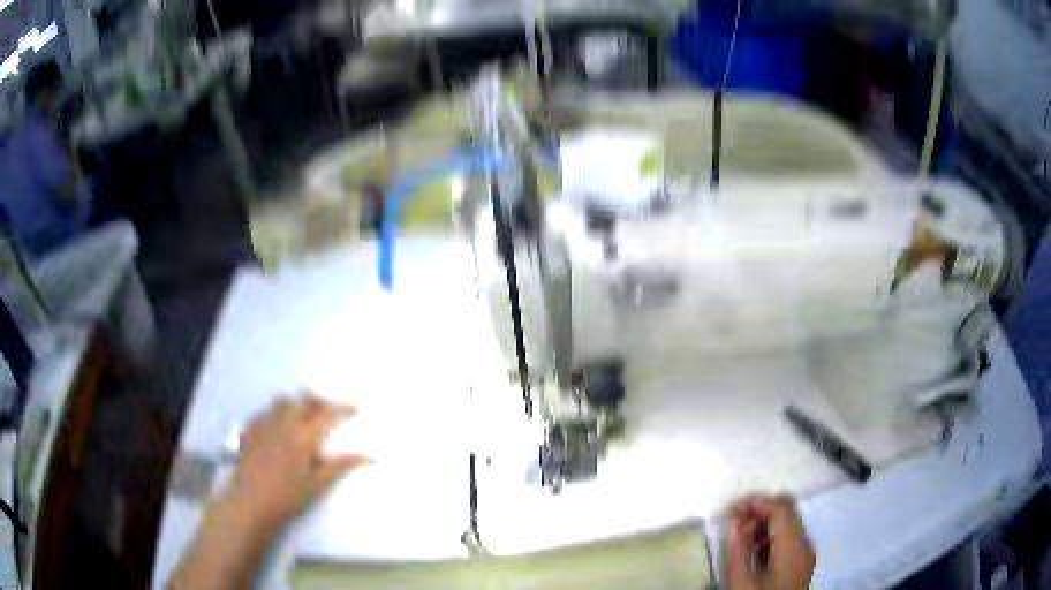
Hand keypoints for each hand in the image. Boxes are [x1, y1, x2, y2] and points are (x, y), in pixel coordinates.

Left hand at [228, 394, 369, 534]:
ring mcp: (264, 425)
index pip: (326, 414)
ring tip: (302, 417)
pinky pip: (264, 412)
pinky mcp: (250, 430)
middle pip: (303, 401)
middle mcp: (283, 424)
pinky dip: (275, 414)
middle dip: (318, 402)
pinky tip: (277, 427)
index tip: (355, 408)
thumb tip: (368, 456)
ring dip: (295, 405)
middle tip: (328, 412)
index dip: (342, 409)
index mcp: (303, 437)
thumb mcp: (318, 484)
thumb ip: (341, 466)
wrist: (253, 503)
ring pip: (282, 402)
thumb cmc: (289, 497)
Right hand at [724, 495, 814, 589]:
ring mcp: (805, 553)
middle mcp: (805, 544)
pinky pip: (787, 538)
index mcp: (794, 547)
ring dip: (762, 524)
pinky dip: (768, 536)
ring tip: (737, 539)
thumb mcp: (740, 583)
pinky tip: (750, 550)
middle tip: (732, 523)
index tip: (730, 509)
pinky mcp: (800, 562)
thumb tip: (734, 521)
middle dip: (759, 511)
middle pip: (787, 511)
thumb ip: (737, 549)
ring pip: (787, 523)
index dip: (756, 502)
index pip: (781, 508)